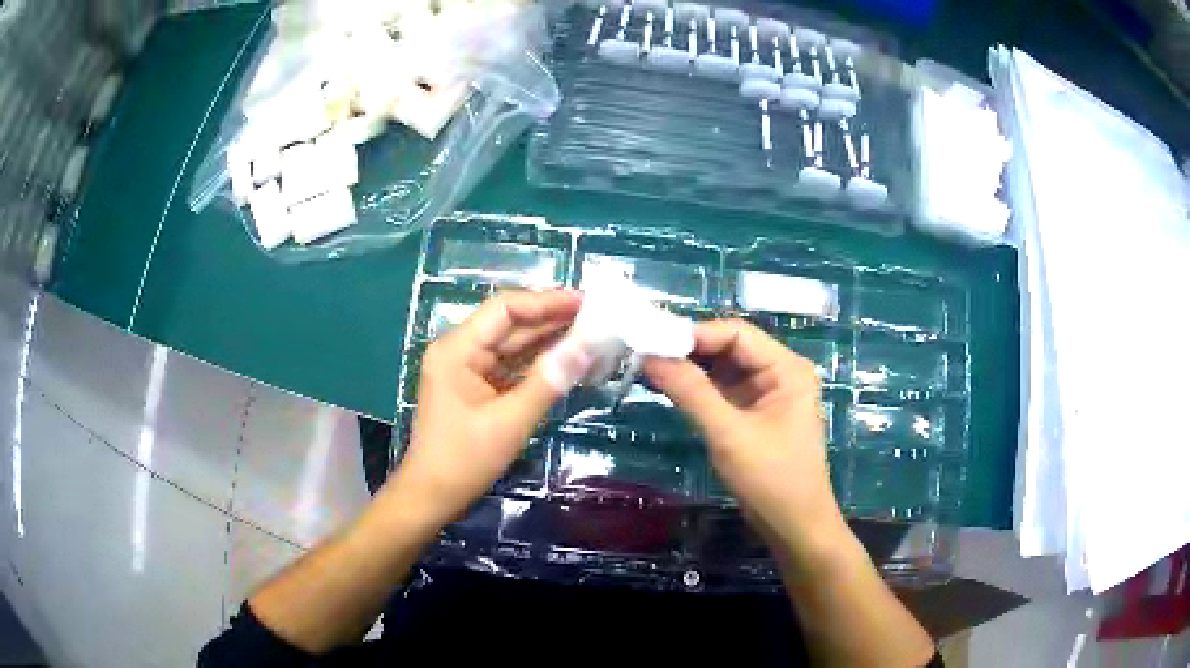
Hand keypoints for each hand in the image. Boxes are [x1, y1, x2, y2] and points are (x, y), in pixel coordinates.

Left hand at [387, 289, 583, 529]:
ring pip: (512, 344)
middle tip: (596, 318)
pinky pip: (509, 365)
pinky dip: (537, 363)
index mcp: (457, 349)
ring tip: (590, 334)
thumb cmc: (465, 460)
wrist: (432, 495)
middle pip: (509, 324)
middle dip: (551, 319)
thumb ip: (549, 380)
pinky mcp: (474, 386)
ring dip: (548, 340)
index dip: (546, 302)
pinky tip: (566, 360)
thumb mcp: (511, 421)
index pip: (505, 309)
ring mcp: (466, 368)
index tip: (585, 303)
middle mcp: (459, 350)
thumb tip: (587, 345)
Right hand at [643, 319, 841, 549]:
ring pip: (723, 368)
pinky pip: (722, 390)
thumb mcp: (729, 434)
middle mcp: (779, 372)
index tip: (651, 343)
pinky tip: (668, 389)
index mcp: (787, 368)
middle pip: (729, 347)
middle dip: (688, 351)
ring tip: (648, 370)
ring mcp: (767, 393)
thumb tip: (649, 356)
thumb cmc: (771, 480)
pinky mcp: (755, 413)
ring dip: (689, 369)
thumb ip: (691, 392)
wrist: (795, 527)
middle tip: (643, 356)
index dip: (694, 334)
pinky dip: (697, 389)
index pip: (736, 334)